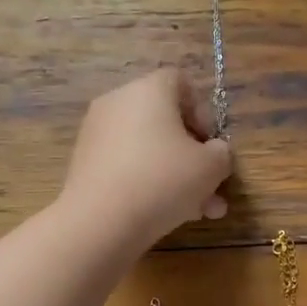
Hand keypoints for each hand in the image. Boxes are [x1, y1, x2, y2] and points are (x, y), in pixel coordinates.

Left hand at [60, 69, 233, 248]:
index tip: (211, 145)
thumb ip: (221, 154)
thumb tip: (214, 153)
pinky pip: (127, 166)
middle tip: (211, 188)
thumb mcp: (210, 167)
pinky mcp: (85, 164)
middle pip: (165, 122)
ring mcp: (97, 134)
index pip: (182, 83)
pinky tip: (167, 216)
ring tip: (198, 212)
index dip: (204, 112)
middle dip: (194, 157)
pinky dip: (147, 184)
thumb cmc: (162, 180)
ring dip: (177, 177)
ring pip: (148, 150)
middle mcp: (118, 103)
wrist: (100, 222)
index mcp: (148, 90)